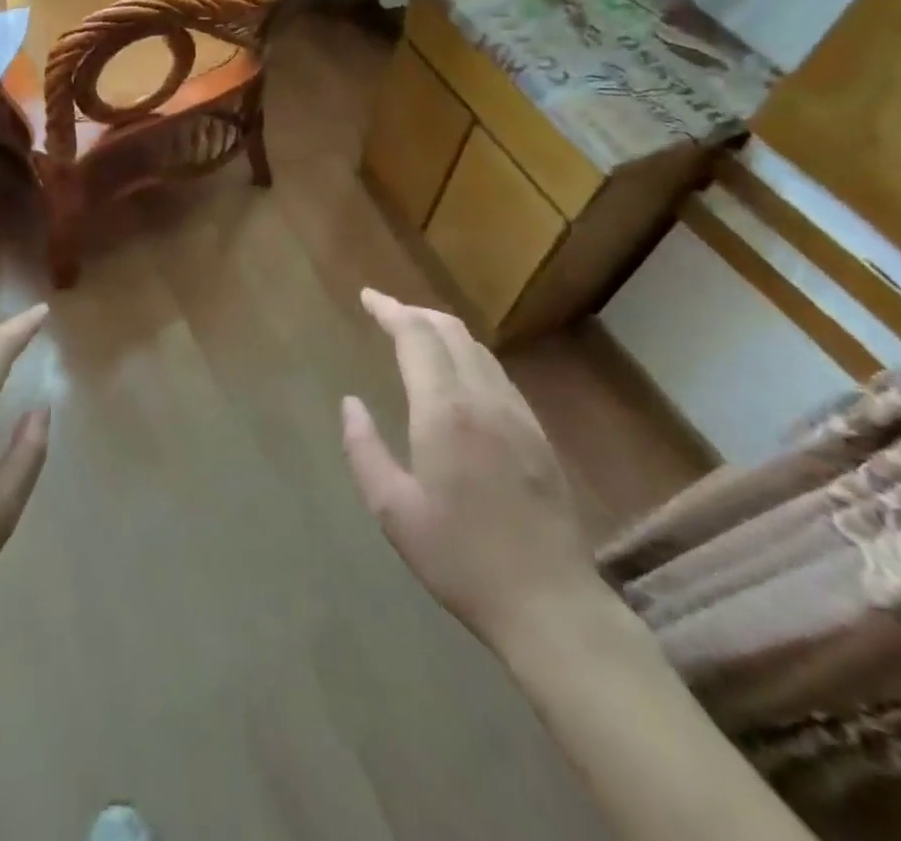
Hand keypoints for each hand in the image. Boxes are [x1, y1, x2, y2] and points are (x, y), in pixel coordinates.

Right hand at [341, 289, 599, 642]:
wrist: (549, 602)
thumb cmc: (460, 559)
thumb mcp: (393, 510)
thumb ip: (364, 449)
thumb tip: (350, 403)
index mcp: (444, 411)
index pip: (415, 336)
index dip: (389, 310)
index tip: (367, 297)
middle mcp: (483, 398)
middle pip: (449, 330)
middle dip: (414, 313)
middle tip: (385, 313)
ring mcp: (517, 413)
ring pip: (477, 348)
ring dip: (442, 331)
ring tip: (416, 335)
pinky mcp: (537, 432)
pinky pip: (497, 373)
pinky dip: (468, 355)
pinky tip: (457, 374)